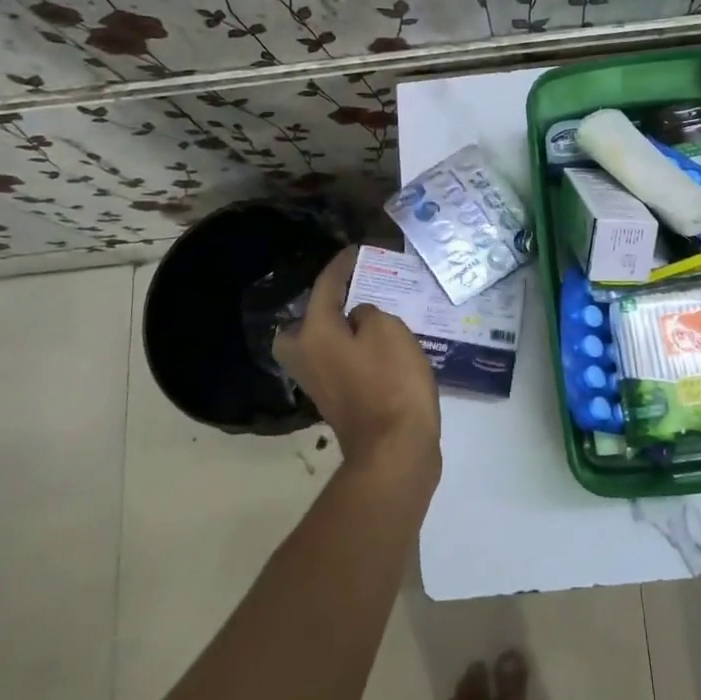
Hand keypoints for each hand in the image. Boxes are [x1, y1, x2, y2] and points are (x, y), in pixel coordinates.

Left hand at [274, 245, 441, 477]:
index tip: (356, 250)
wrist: (395, 449)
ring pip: (320, 343)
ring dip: (339, 327)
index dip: (342, 265)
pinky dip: (350, 349)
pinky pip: (337, 362)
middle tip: (352, 291)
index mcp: (314, 332)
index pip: (324, 286)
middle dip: (324, 304)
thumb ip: (368, 312)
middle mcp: (306, 356)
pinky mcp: (336, 402)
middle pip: (305, 321)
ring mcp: (319, 383)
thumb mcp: (388, 329)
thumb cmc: (391, 381)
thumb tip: (358, 318)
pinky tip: (376, 346)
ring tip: (369, 315)